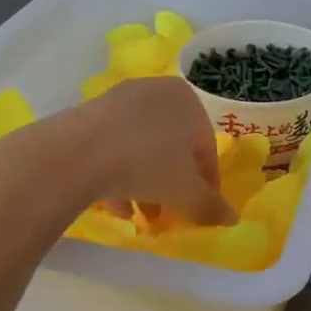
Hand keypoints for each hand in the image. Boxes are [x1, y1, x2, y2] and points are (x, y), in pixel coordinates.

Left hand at [69, 77, 235, 226]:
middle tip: (168, 213)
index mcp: (188, 99)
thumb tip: (233, 219)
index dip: (206, 183)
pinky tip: (116, 204)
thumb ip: (210, 205)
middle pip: (173, 145)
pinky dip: (119, 172)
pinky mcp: (89, 113)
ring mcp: (120, 100)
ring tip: (141, 216)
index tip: (200, 209)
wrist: (77, 152)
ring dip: (145, 182)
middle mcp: (156, 91)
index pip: (206, 146)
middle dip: (172, 183)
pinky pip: (115, 145)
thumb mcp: (185, 191)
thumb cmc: (146, 163)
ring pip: (142, 146)